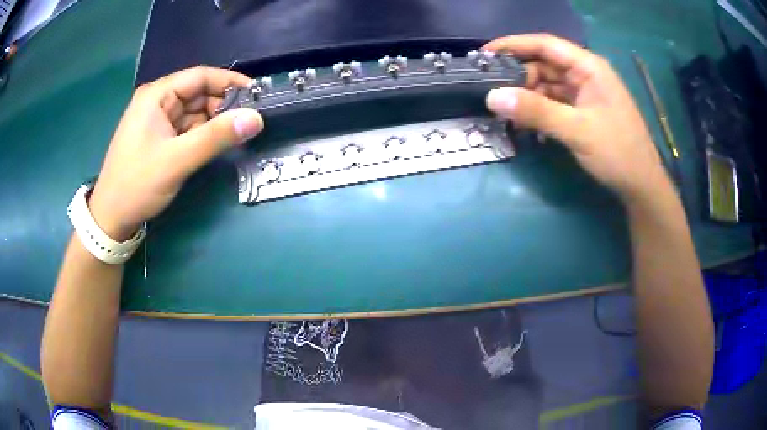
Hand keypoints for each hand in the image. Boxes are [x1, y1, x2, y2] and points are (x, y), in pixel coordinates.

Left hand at [88, 66, 262, 240]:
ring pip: (195, 112)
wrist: (111, 218)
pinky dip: (203, 134)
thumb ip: (216, 137)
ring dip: (215, 122)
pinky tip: (216, 144)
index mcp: (157, 95)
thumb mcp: (177, 160)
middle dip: (224, 105)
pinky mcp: (160, 137)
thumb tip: (257, 118)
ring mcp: (158, 120)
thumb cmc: (137, 185)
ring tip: (238, 135)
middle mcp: (158, 101)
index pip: (200, 76)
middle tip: (250, 121)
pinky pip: (188, 128)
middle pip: (199, 93)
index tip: (258, 94)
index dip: (230, 82)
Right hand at [484, 34, 669, 202]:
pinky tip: (525, 126)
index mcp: (589, 67)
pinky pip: (554, 104)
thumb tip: (492, 97)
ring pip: (547, 86)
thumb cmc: (618, 153)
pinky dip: (539, 112)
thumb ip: (537, 111)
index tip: (484, 54)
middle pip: (543, 65)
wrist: (641, 186)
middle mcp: (585, 75)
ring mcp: (584, 94)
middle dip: (517, 76)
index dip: (513, 45)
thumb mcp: (577, 130)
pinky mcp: (582, 112)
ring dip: (527, 97)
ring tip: (503, 112)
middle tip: (490, 92)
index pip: (545, 45)